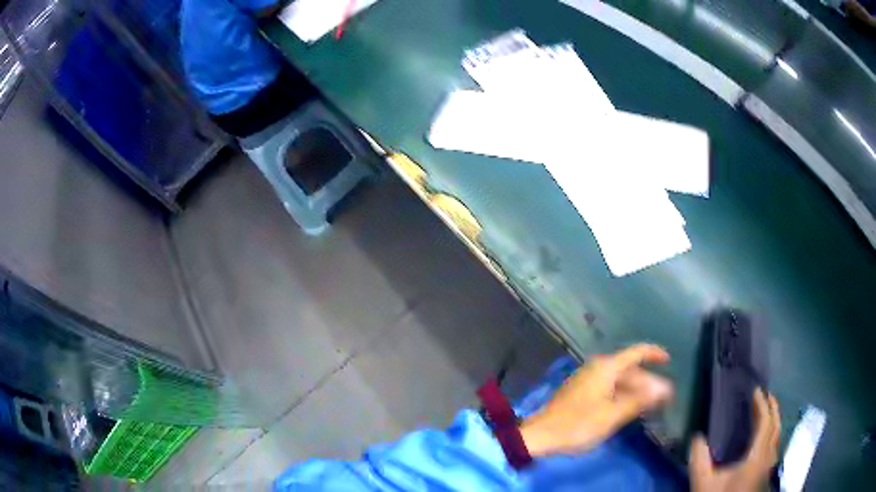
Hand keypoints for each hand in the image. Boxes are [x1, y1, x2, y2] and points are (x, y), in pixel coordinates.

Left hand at [519, 344, 672, 456]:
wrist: (541, 435)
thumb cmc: (579, 425)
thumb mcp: (613, 415)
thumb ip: (639, 400)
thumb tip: (663, 388)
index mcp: (606, 368)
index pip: (636, 352)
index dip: (654, 354)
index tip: (669, 361)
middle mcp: (597, 368)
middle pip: (629, 369)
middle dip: (647, 381)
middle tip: (664, 396)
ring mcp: (587, 379)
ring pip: (619, 380)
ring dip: (635, 390)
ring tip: (650, 404)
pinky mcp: (580, 392)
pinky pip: (609, 387)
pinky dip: (622, 395)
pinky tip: (629, 408)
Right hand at [689, 388, 780, 491]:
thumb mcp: (703, 484)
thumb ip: (699, 460)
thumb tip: (696, 437)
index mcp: (756, 457)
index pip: (765, 424)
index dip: (762, 405)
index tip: (756, 391)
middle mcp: (767, 459)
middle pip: (776, 428)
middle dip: (773, 409)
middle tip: (767, 396)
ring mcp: (767, 468)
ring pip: (777, 438)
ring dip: (774, 422)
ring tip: (767, 414)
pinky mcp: (764, 476)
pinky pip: (774, 448)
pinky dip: (772, 436)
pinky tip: (765, 441)